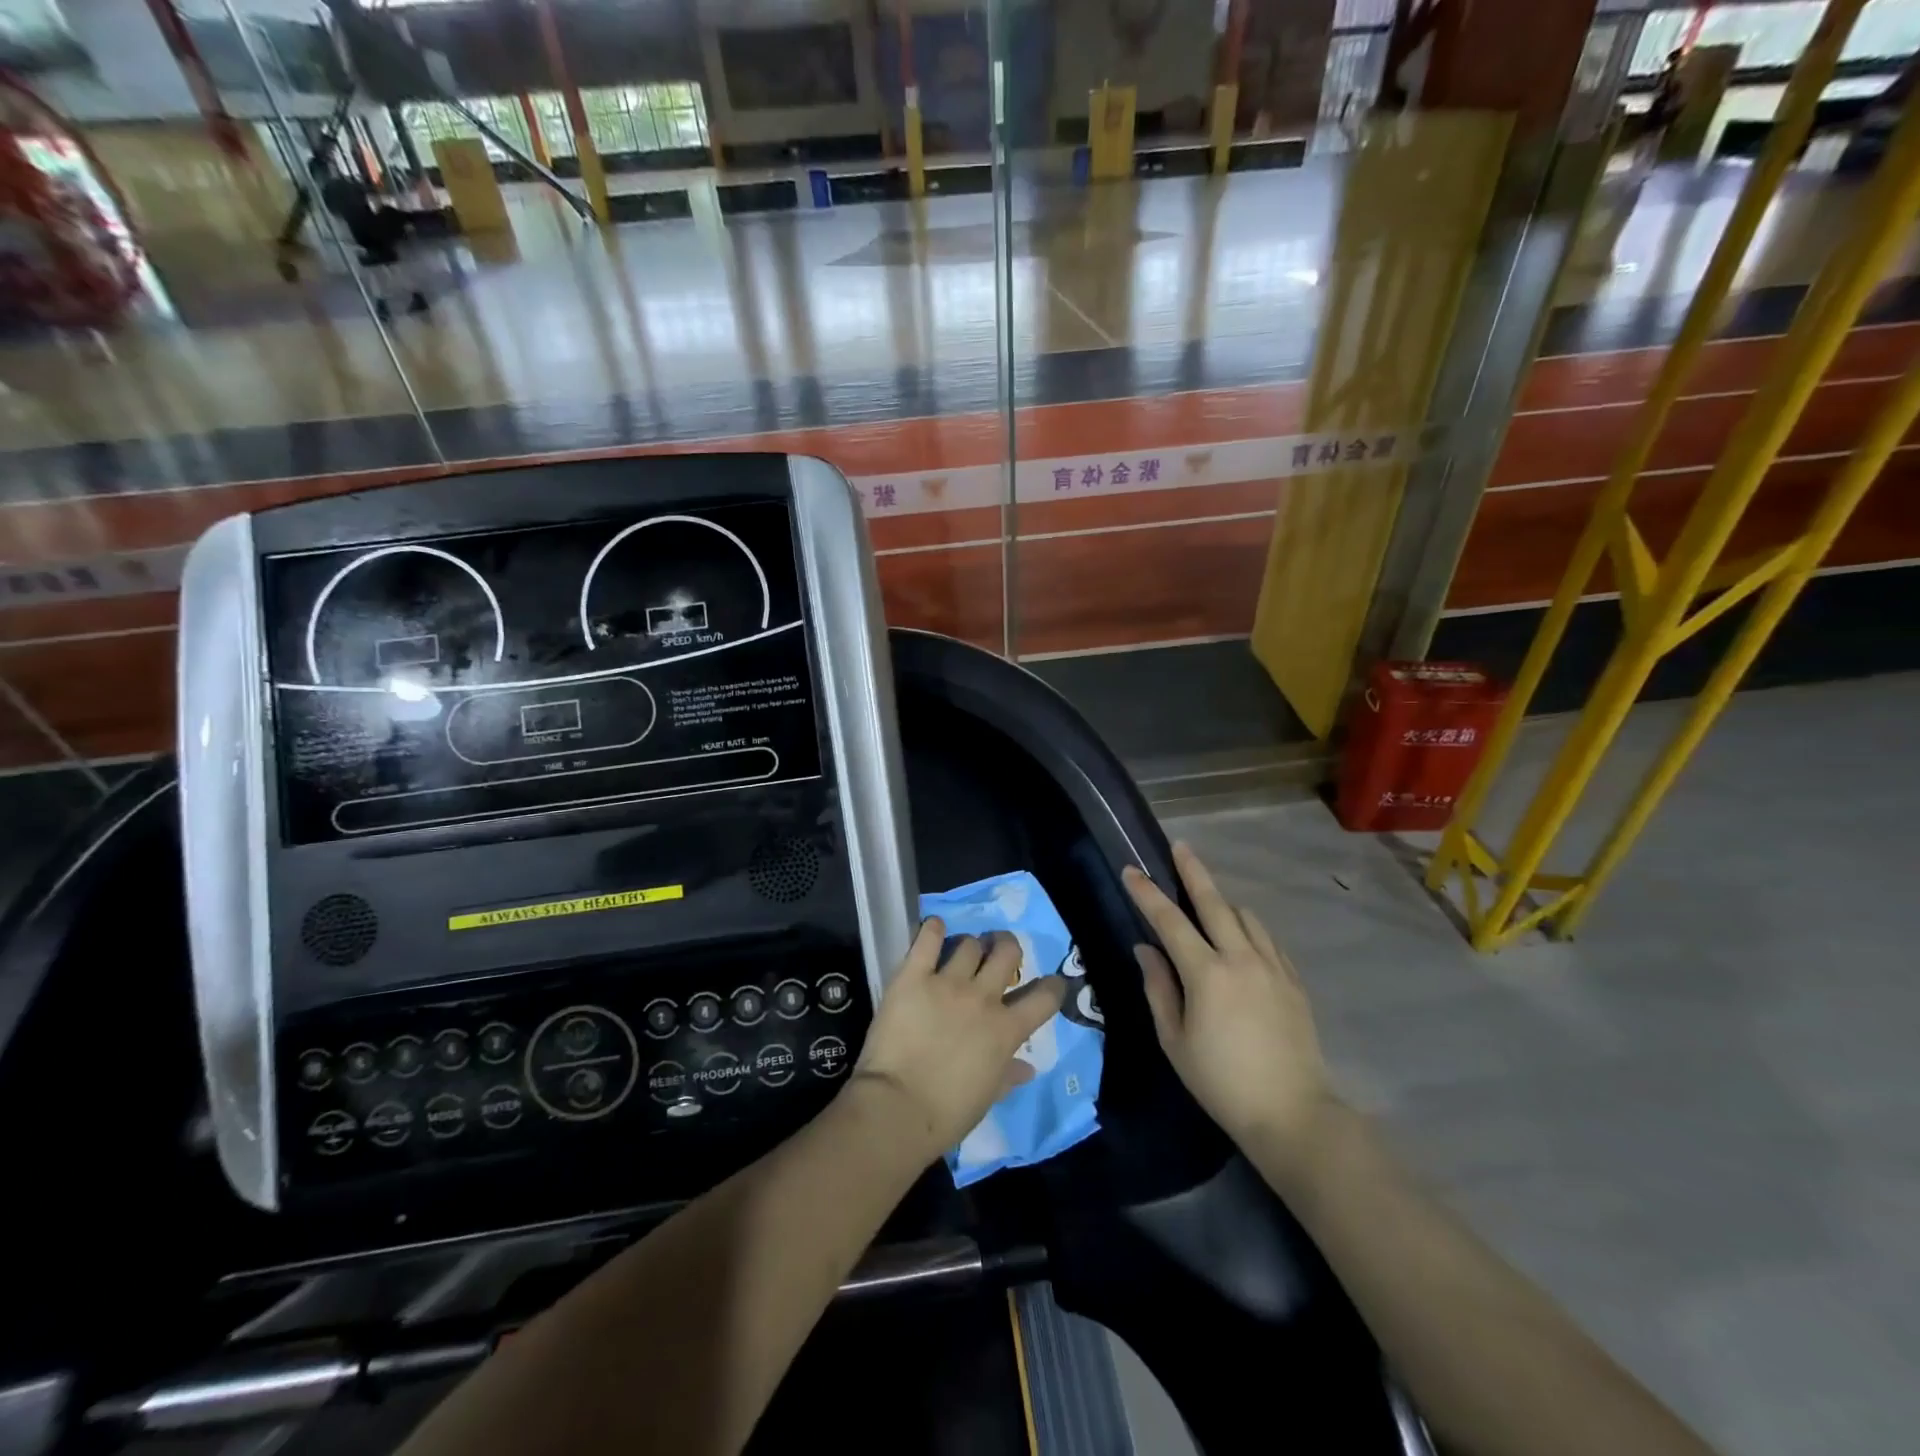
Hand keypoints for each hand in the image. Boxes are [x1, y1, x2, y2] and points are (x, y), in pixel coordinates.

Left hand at [851, 919, 1066, 1162]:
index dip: (1051, 986)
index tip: (1049, 982)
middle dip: (1007, 946)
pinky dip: (933, 929)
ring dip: (970, 946)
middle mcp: (983, 998)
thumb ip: (1008, 1075)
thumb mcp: (987, 1096)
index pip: (1044, 997)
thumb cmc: (947, 1113)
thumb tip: (1027, 1069)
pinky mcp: (913, 976)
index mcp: (1006, 1030)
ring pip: (969, 944)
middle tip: (998, 950)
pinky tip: (934, 928)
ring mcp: (948, 983)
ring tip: (961, 951)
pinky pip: (928, 940)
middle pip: (1007, 953)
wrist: (898, 1108)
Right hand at [1124, 842, 1332, 1182]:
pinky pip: (1268, 940)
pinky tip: (1243, 937)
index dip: (1147, 894)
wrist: (1293, 1114)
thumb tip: (1146, 950)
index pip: (1170, 921)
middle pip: (1215, 902)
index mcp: (1207, 973)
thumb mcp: (1175, 1040)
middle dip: (1194, 872)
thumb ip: (1158, 988)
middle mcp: (1241, 958)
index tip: (1131, 871)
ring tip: (1208, 902)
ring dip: (1224, 903)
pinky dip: (1250, 929)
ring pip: (1246, 917)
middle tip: (1180, 847)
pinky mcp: (1294, 981)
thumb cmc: (1221, 1082)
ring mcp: (1273, 967)